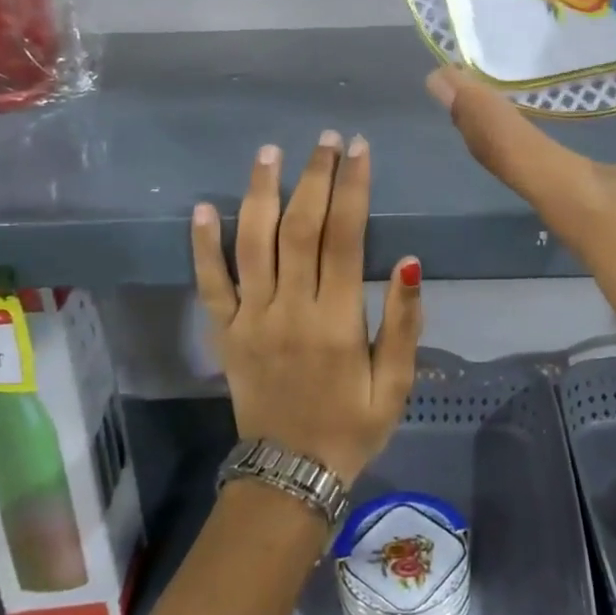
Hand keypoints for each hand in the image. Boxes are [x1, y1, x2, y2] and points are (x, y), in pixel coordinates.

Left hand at [192, 131, 423, 485]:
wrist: (290, 476)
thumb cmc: (352, 426)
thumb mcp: (396, 384)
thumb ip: (405, 323)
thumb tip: (412, 263)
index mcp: (337, 320)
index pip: (345, 238)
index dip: (353, 188)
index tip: (358, 149)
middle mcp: (290, 309)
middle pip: (299, 229)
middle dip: (314, 177)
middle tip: (324, 138)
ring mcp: (250, 319)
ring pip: (252, 244)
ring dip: (260, 193)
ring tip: (270, 152)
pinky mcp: (224, 333)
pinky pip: (209, 284)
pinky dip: (203, 245)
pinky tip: (203, 206)